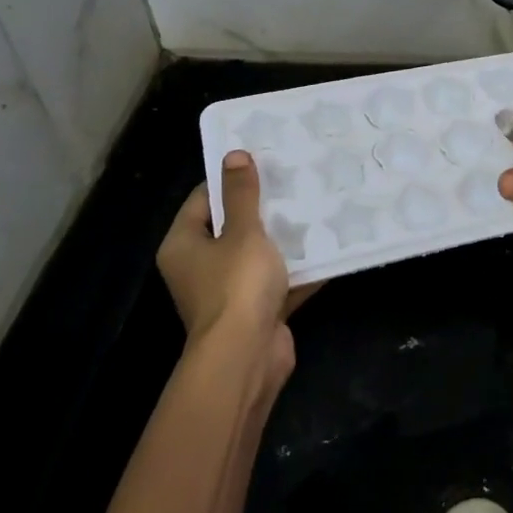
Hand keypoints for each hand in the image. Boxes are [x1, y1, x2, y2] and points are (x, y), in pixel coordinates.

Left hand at [158, 150, 306, 390]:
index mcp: (184, 245)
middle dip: (264, 208)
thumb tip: (234, 155)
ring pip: (258, 255)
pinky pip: (278, 281)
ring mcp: (228, 292)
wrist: (247, 357)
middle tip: (294, 180)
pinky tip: (328, 248)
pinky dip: (299, 269)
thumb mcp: (243, 231)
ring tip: (315, 207)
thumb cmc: (236, 286)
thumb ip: (242, 194)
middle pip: (232, 228)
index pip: (204, 200)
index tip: (263, 162)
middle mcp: (200, 268)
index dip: (231, 180)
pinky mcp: (256, 311)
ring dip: (284, 239)